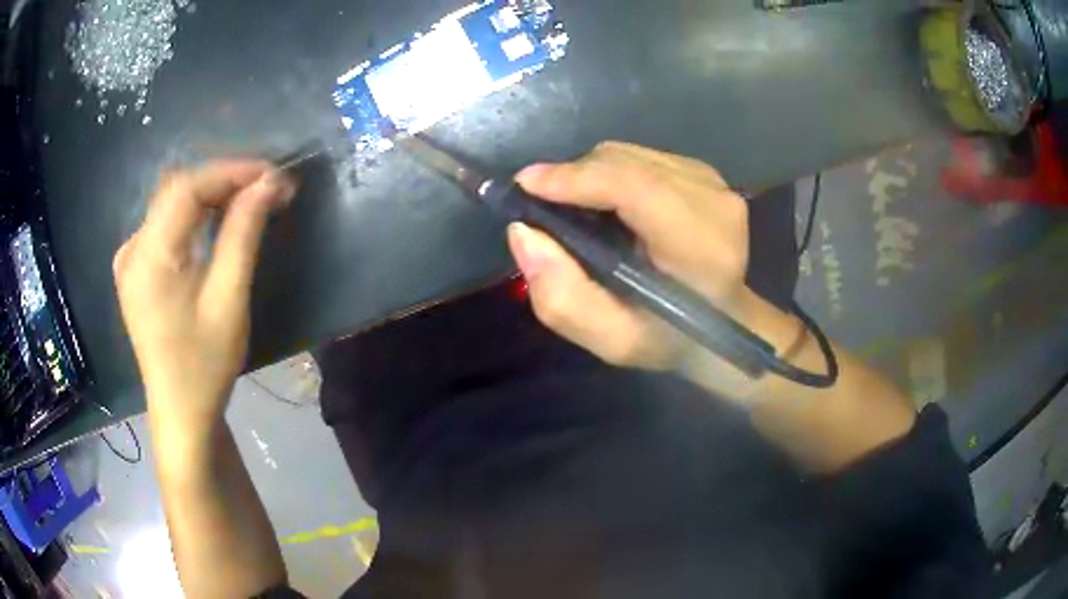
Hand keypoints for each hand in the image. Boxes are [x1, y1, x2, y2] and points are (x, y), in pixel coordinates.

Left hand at [114, 160, 296, 431]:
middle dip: (223, 180)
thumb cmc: (204, 364)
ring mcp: (129, 258)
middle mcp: (132, 248)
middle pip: (177, 190)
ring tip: (248, 199)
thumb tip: (270, 183)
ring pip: (170, 204)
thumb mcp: (229, 299)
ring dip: (210, 195)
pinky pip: (164, 224)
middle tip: (266, 187)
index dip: (231, 171)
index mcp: (149, 257)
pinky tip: (214, 221)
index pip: (187, 187)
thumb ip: (244, 233)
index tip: (272, 174)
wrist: (180, 411)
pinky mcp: (134, 269)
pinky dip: (193, 214)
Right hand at [507, 141, 752, 372]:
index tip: (526, 185)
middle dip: (573, 177)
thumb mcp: (613, 340)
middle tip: (542, 206)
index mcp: (701, 248)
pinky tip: (609, 204)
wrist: (724, 320)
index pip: (635, 188)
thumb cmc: (670, 336)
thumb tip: (523, 233)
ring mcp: (713, 181)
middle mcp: (714, 202)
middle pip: (624, 163)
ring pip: (628, 154)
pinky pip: (640, 156)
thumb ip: (563, 298)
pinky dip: (611, 173)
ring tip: (576, 209)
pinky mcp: (704, 172)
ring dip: (590, 175)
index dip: (576, 178)